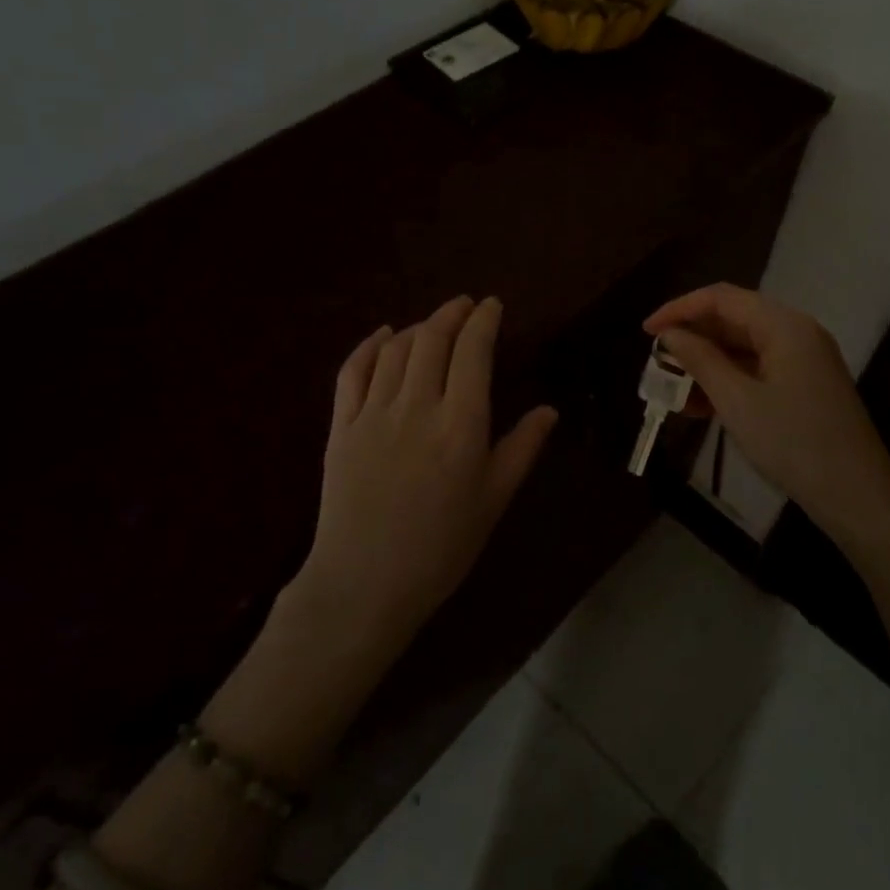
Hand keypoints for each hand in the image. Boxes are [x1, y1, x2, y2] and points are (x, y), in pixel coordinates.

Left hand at [301, 296, 557, 634]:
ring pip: (396, 349)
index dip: (484, 321)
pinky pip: (353, 371)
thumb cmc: (440, 548)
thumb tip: (548, 410)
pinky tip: (383, 336)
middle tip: (465, 305)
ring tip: (433, 325)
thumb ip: (521, 449)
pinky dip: (370, 345)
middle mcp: (417, 407)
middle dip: (451, 313)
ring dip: (418, 327)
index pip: (473, 352)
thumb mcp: (493, 501)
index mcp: (461, 425)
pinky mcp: (341, 426)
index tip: (492, 305)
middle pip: (433, 339)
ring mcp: (373, 413)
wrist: (364, 584)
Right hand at [643, 284, 889, 555]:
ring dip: (706, 363)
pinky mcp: (804, 385)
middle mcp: (795, 332)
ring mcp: (803, 360)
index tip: (646, 332)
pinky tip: (699, 406)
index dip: (679, 309)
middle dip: (692, 338)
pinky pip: (756, 370)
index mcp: (783, 325)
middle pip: (733, 319)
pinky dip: (727, 381)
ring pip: (742, 347)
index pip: (721, 298)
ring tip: (672, 389)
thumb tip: (669, 334)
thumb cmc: (793, 442)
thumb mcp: (736, 400)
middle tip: (657, 361)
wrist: (856, 495)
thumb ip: (700, 360)